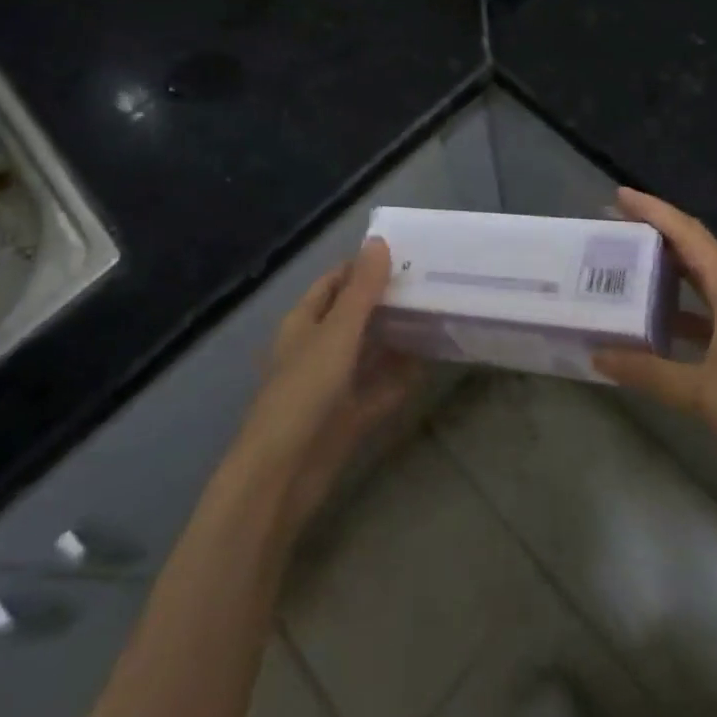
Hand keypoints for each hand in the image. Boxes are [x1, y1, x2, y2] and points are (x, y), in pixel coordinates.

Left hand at [230, 238, 419, 538]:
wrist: (282, 476)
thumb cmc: (304, 392)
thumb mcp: (337, 333)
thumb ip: (361, 289)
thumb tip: (379, 241)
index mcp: (303, 322)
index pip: (334, 282)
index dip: (362, 267)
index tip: (403, 255)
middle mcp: (315, 349)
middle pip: (353, 316)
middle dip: (385, 300)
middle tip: (428, 283)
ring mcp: (331, 386)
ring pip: (367, 352)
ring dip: (394, 337)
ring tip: (434, 316)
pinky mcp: (346, 418)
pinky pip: (377, 390)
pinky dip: (398, 379)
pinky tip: (428, 365)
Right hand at [593, 189, 716, 541]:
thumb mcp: (704, 394)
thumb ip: (649, 373)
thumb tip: (597, 354)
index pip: (688, 234)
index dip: (654, 210)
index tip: (619, 195)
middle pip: (693, 248)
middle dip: (654, 231)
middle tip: (612, 227)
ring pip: (699, 279)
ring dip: (665, 268)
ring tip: (626, 266)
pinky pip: (706, 310)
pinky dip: (678, 307)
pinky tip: (655, 323)